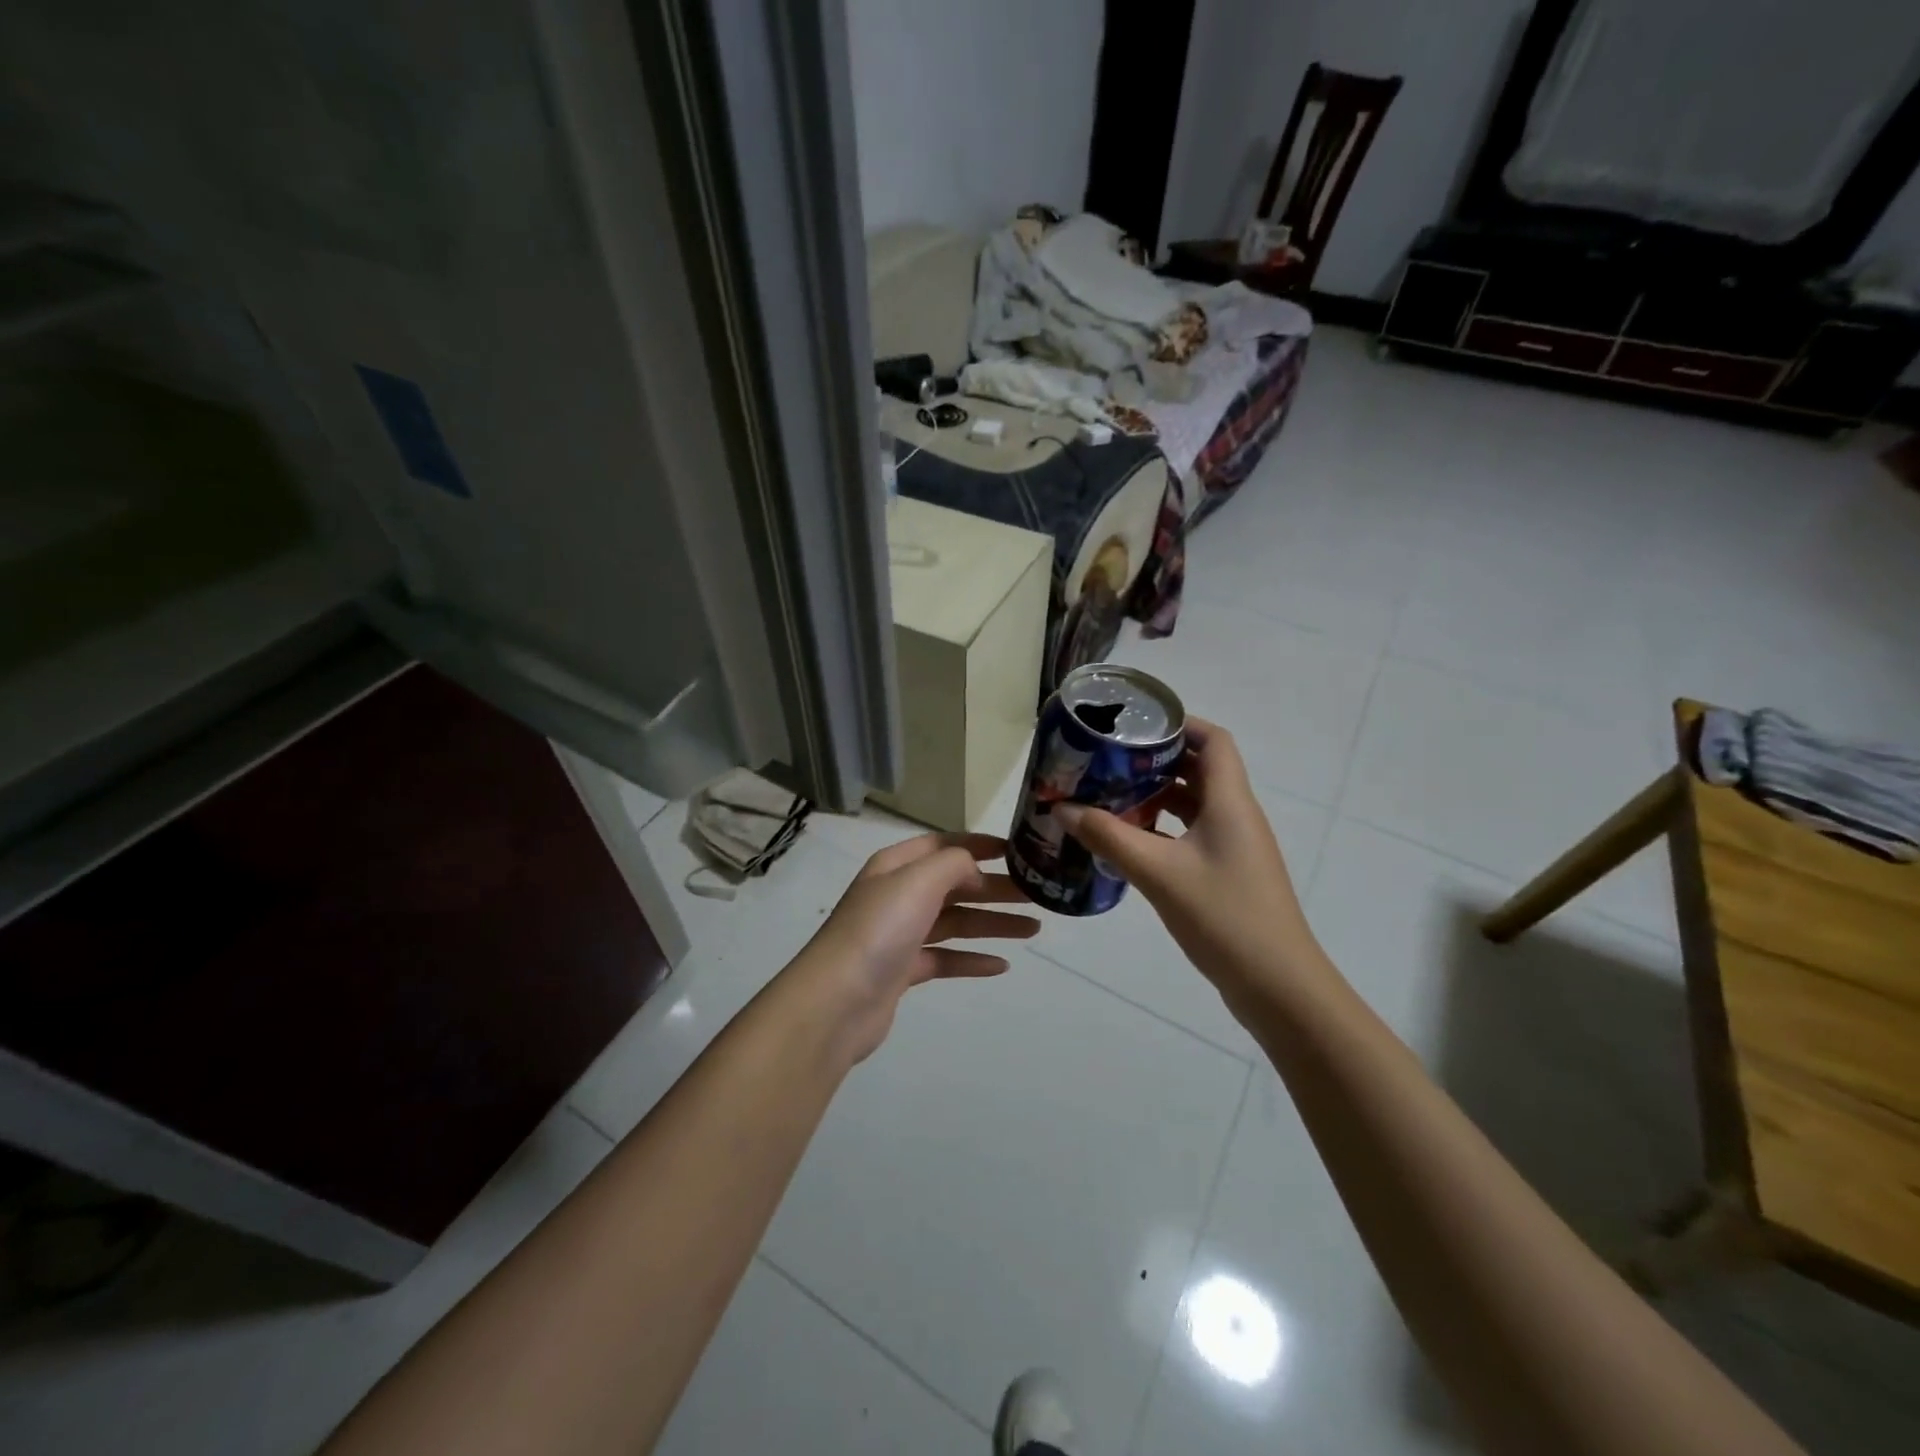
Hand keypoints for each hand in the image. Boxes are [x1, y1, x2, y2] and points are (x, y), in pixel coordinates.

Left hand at [795, 833, 1039, 1063]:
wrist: (837, 1001)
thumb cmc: (879, 929)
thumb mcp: (918, 881)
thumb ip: (953, 864)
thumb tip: (974, 871)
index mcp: (896, 866)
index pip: (944, 845)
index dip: (979, 845)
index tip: (1017, 852)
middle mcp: (898, 895)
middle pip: (955, 885)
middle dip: (995, 888)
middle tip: (1037, 895)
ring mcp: (900, 934)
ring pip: (955, 922)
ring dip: (993, 923)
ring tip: (1033, 929)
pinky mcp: (904, 970)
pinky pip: (946, 958)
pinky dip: (972, 960)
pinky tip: (1001, 966)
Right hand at [1056, 719, 1319, 1007]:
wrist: (1277, 986)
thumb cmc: (1223, 917)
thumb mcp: (1158, 873)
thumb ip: (1109, 837)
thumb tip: (1063, 808)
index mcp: (1230, 802)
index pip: (1214, 740)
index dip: (1180, 724)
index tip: (1135, 725)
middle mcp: (1236, 816)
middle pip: (1200, 769)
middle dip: (1156, 760)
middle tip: (1109, 761)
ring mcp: (1234, 847)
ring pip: (1195, 804)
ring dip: (1157, 796)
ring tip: (1111, 796)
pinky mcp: (1228, 873)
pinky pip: (1193, 834)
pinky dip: (1163, 828)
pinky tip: (1130, 841)